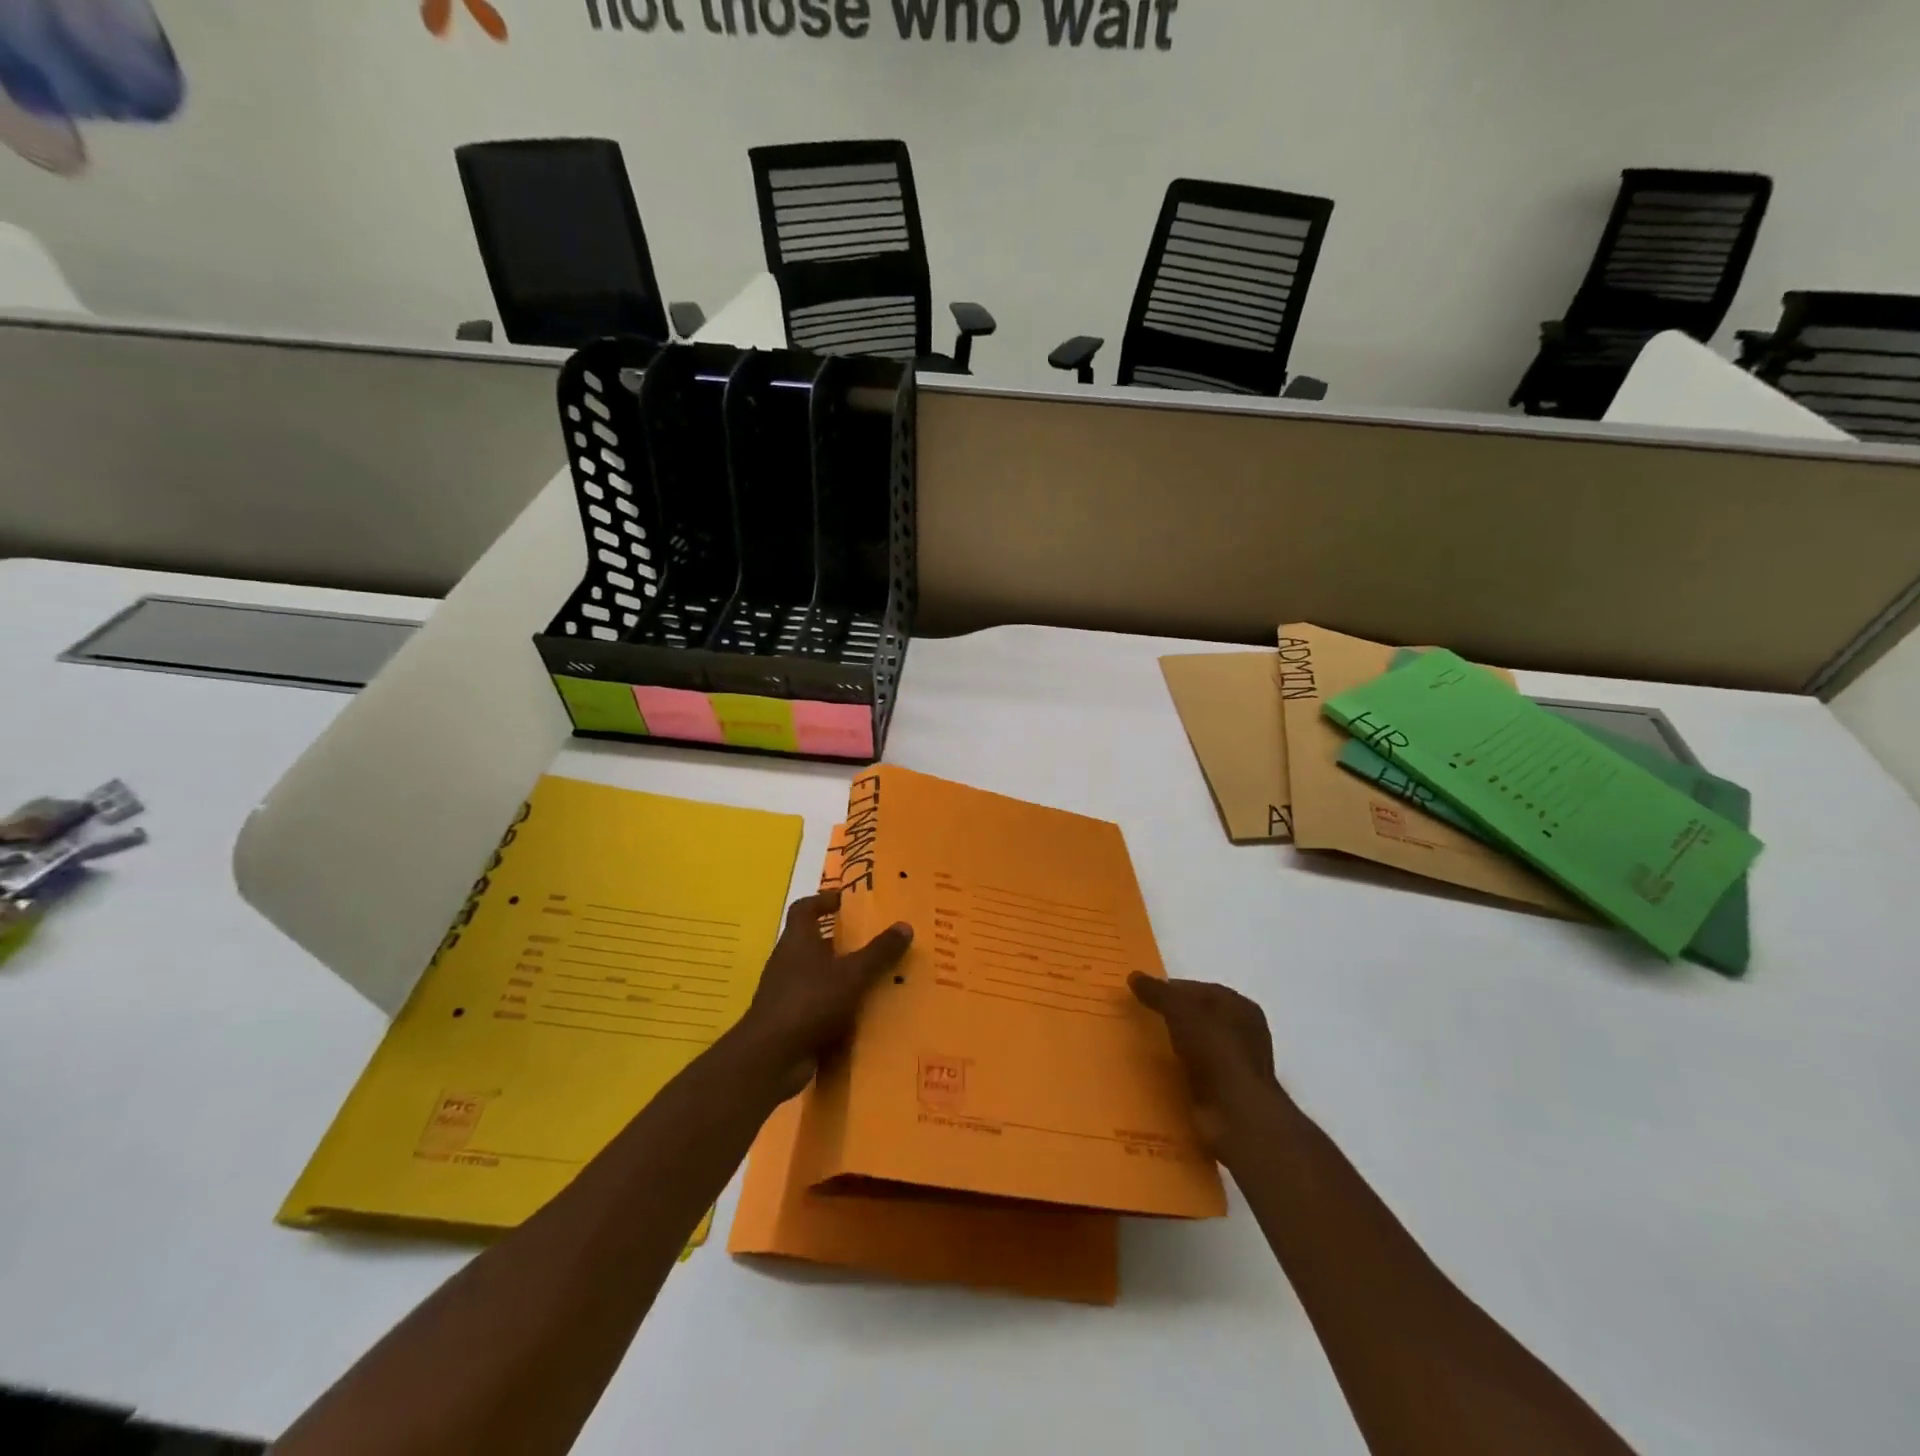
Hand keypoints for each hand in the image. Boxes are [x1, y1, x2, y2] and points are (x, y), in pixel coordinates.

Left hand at [735, 891, 912, 1098]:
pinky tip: (863, 1016)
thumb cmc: (810, 1002)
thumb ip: (879, 952)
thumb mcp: (852, 974)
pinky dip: (838, 1008)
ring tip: (876, 979)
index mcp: (797, 941)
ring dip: (842, 977)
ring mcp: (786, 994)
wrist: (771, 1058)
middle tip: (873, 941)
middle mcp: (788, 962)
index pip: (804, 909)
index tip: (845, 901)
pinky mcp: (791, 1022)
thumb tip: (905, 925)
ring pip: (818, 976)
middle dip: (841, 941)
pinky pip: (819, 1006)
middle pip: (813, 942)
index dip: (822, 900)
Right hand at [1130, 974, 1283, 1159]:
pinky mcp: (1225, 1093)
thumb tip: (1134, 976)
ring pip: (1197, 1046)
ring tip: (1143, 1047)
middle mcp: (1243, 1034)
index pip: (1201, 989)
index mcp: (1240, 1007)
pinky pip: (1195, 1074)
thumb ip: (1158, 992)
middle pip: (1200, 1018)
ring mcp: (1236, 1066)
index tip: (1144, 994)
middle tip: (1141, 1018)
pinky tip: (1157, 1074)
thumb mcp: (1180, 1010)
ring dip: (1175, 1046)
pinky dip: (1179, 1072)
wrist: (1235, 1113)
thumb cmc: (1214, 1049)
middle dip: (1172, 1017)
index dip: (1173, 989)